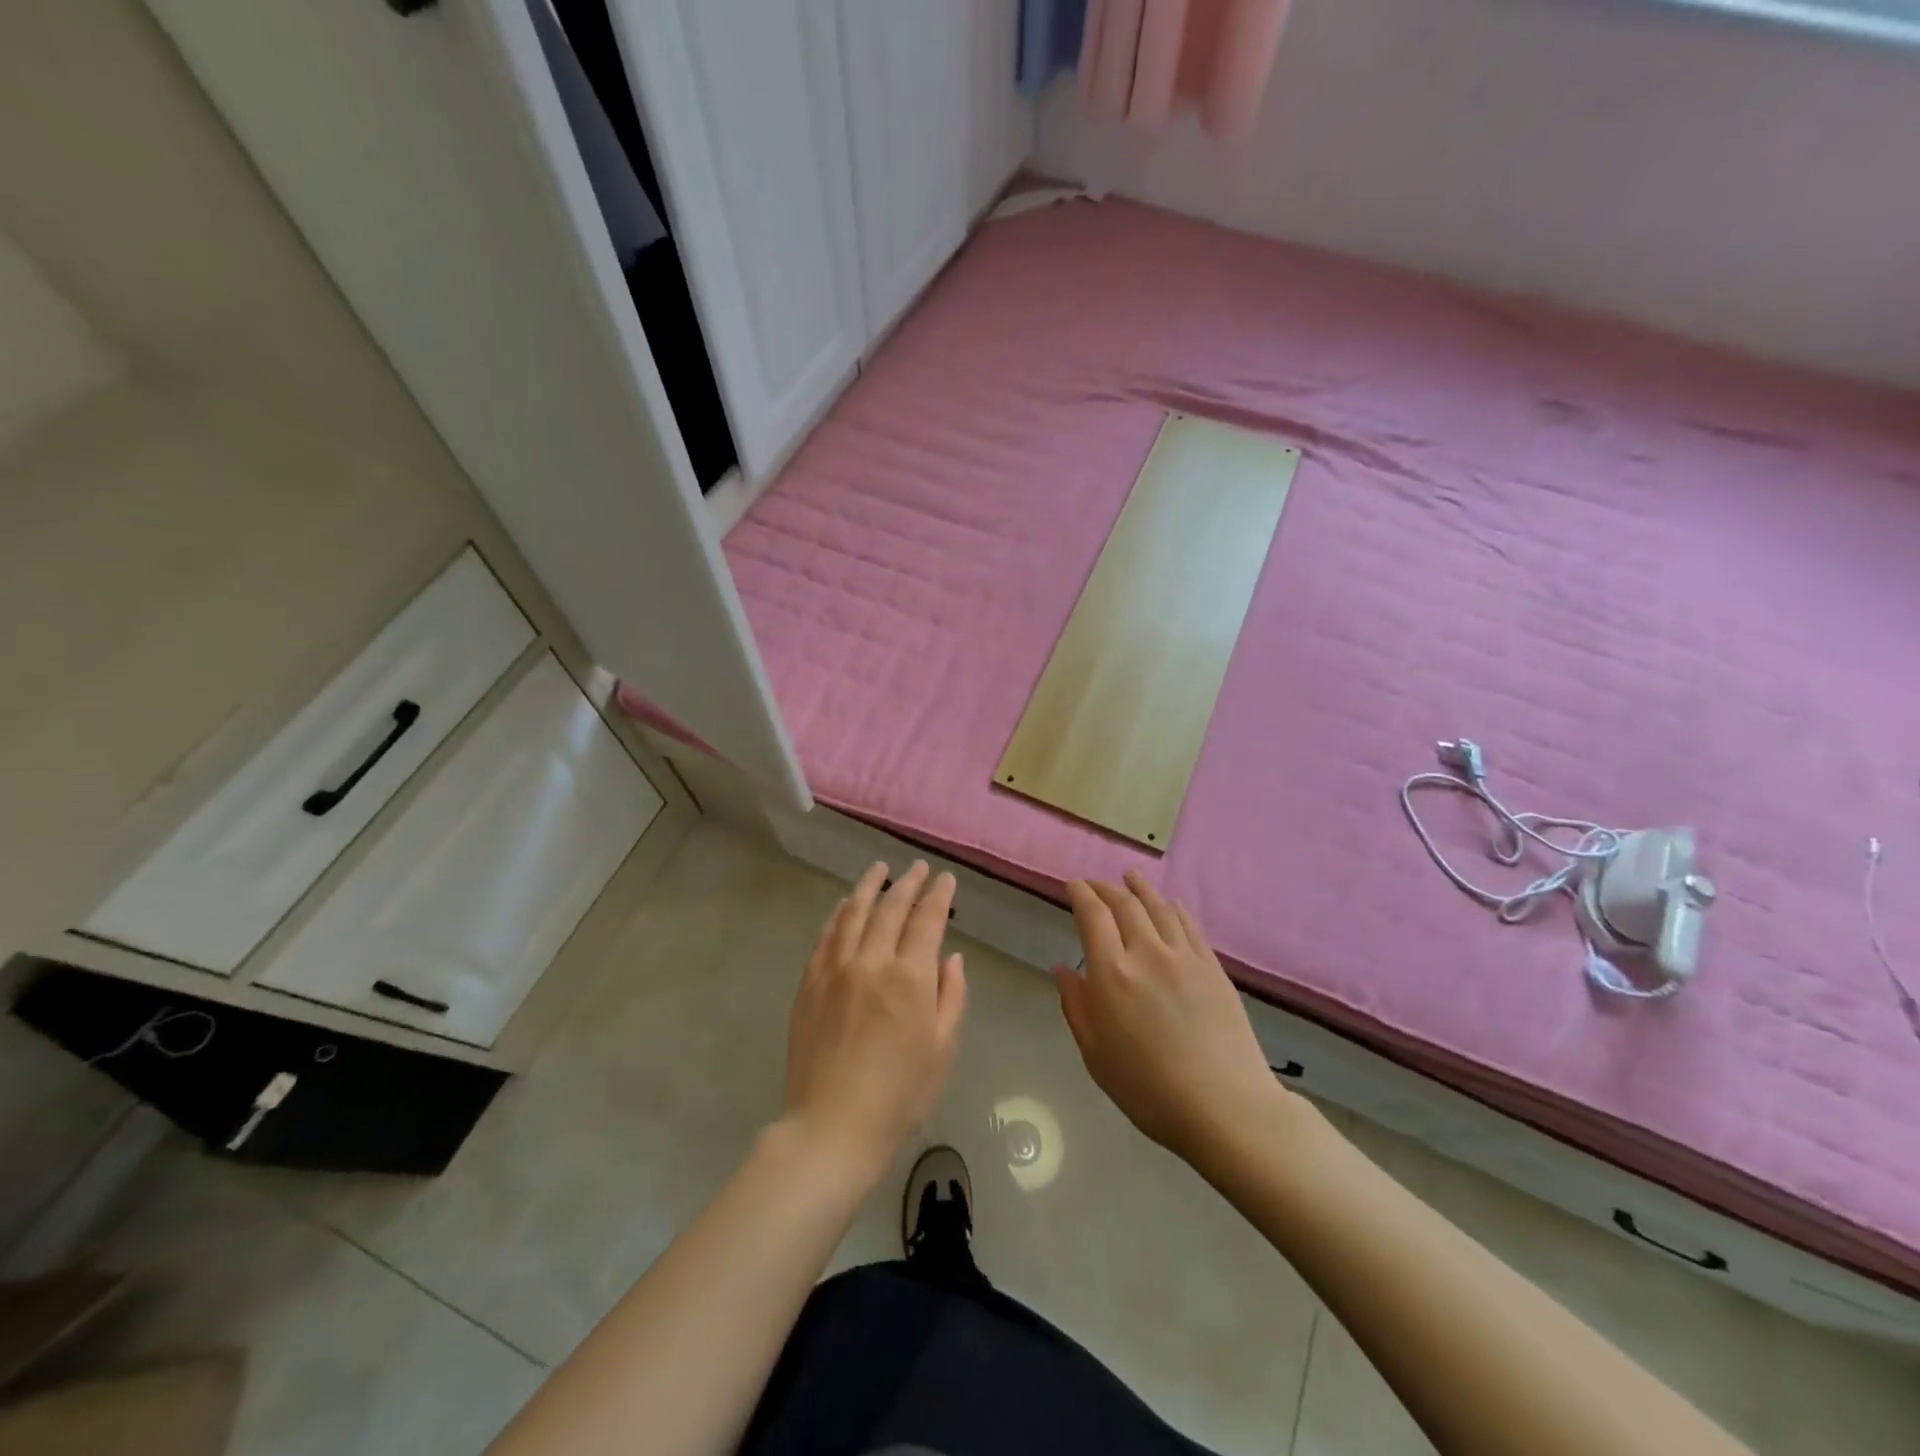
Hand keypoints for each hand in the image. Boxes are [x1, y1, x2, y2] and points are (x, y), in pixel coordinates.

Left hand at [783, 861, 966, 1183]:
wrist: (832, 1126)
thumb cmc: (900, 1095)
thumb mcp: (943, 1048)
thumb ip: (951, 995)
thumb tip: (951, 957)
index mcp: (910, 976)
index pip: (927, 920)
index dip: (939, 895)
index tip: (945, 879)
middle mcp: (872, 961)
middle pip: (891, 908)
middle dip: (908, 883)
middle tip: (917, 868)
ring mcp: (835, 968)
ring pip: (854, 912)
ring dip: (869, 887)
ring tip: (880, 869)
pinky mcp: (810, 982)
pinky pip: (826, 935)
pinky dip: (839, 914)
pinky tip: (845, 905)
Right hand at [1055, 872, 1285, 1165]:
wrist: (1225, 1106)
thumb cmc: (1149, 1089)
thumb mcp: (1096, 1054)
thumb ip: (1077, 1006)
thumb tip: (1062, 969)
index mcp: (1112, 973)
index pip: (1092, 916)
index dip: (1081, 894)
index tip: (1073, 885)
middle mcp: (1147, 953)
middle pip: (1124, 904)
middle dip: (1105, 889)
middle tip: (1095, 884)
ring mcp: (1184, 956)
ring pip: (1158, 907)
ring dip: (1140, 888)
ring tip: (1130, 877)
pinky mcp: (1212, 967)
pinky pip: (1189, 925)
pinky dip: (1174, 908)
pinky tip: (1170, 905)